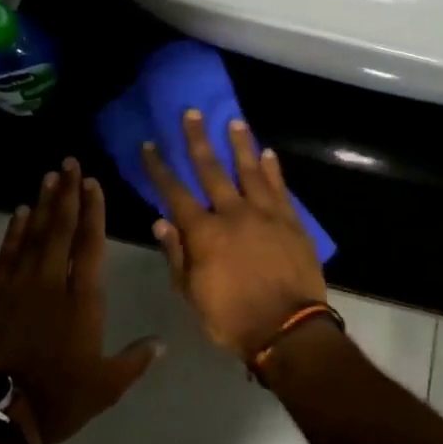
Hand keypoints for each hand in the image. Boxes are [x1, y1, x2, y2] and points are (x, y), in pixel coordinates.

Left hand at [0, 160, 163, 443]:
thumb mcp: (107, 385)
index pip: (90, 244)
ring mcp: (18, 286)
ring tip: (49, 176)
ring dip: (42, 204)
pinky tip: (20, 213)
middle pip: (61, 229)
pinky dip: (14, 231)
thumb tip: (161, 343)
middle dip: (67, 193)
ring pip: (33, 235)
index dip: (93, 211)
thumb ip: (135, 360)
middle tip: (69, 162)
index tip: (93, 182)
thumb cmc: (59, 397)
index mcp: (83, 299)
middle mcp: (51, 283)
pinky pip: (7, 254)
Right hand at [143, 112, 328, 362]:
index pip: (175, 192)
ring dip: (240, 144)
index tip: (150, 145)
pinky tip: (268, 153)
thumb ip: (177, 255)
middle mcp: (233, 214)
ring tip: (234, 121)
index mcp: (204, 233)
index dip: (160, 168)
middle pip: (212, 170)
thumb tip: (160, 221)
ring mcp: (266, 214)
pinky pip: (280, 188)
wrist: (288, 330)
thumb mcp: (192, 294)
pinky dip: (273, 169)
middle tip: (192, 113)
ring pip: (250, 170)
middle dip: (199, 140)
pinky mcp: (292, 222)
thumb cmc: (232, 318)